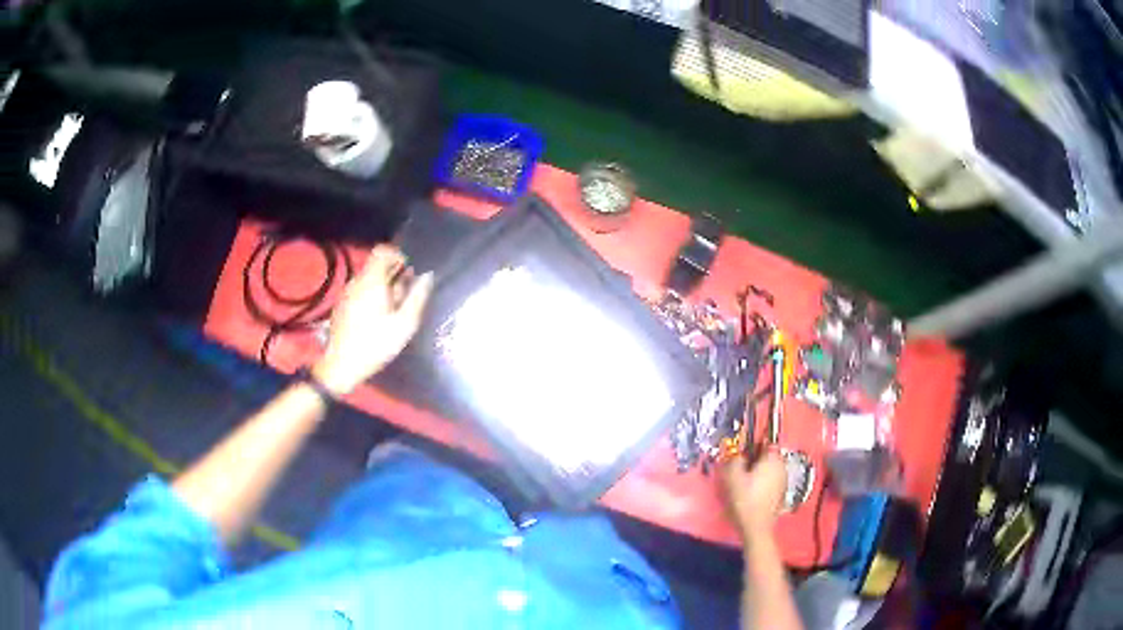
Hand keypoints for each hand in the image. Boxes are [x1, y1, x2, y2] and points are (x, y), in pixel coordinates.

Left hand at [312, 246, 433, 395]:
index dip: (398, 255)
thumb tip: (427, 276)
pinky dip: (371, 296)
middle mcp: (357, 282)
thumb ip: (417, 297)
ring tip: (394, 309)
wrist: (342, 365)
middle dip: (393, 275)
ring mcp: (346, 293)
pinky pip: (360, 291)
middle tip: (406, 294)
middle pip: (376, 266)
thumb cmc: (376, 344)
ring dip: (383, 287)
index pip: (382, 251)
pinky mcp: (341, 305)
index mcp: (372, 281)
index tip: (409, 271)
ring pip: (368, 279)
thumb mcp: (404, 324)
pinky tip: (378, 317)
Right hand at [720, 448, 787, 537]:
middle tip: (742, 469)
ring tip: (746, 482)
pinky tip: (753, 494)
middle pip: (769, 457)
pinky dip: (764, 484)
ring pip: (771, 470)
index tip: (744, 453)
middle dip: (757, 460)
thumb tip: (737, 454)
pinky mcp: (781, 495)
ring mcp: (783, 482)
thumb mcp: (732, 477)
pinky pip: (772, 483)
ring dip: (760, 473)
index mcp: (773, 459)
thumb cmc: (745, 500)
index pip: (767, 442)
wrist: (756, 526)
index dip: (754, 445)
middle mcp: (782, 468)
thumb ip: (734, 460)